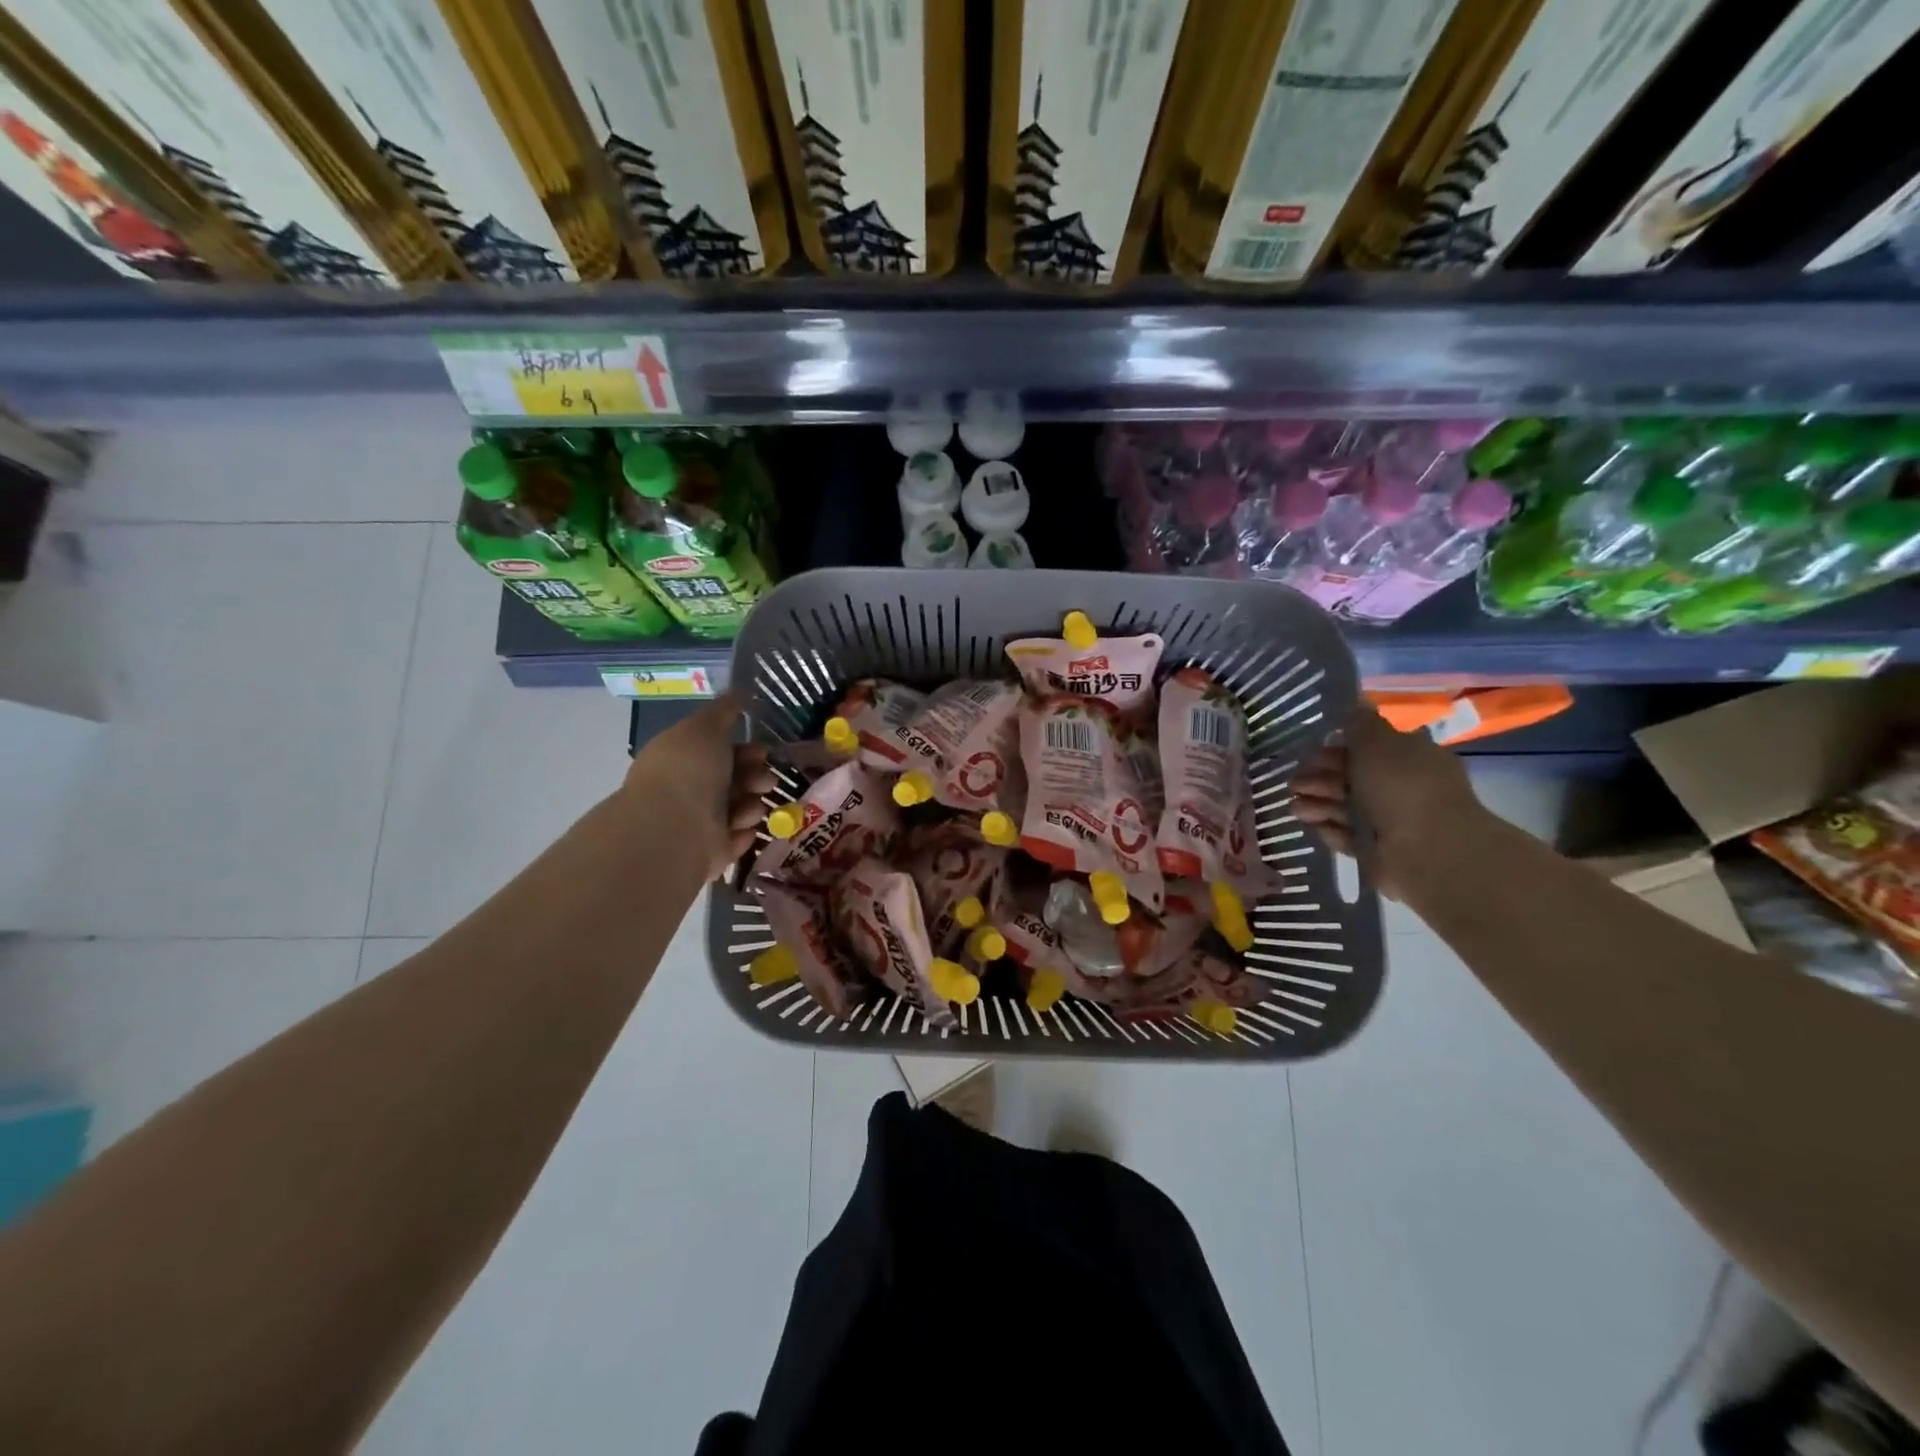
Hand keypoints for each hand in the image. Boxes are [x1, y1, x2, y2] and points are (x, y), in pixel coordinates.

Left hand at [622, 695, 777, 880]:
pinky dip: (744, 832)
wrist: (673, 829)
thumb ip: (723, 711)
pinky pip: (739, 838)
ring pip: (741, 809)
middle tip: (765, 781)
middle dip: (756, 777)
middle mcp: (688, 790)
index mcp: (682, 759)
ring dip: (752, 805)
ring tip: (750, 809)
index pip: (720, 752)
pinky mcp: (711, 852)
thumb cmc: (688, 771)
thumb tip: (738, 691)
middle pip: (735, 780)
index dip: (746, 749)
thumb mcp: (705, 727)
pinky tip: (742, 829)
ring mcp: (698, 823)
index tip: (763, 751)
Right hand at [1288, 703, 1480, 900]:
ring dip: (1317, 804)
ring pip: (1344, 807)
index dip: (1336, 748)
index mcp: (1409, 757)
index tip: (1312, 752)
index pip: (1367, 749)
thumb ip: (1361, 724)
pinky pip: (1347, 835)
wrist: (1427, 850)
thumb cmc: (1402, 787)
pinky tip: (1313, 826)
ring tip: (1296, 808)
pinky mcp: (1377, 850)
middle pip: (1351, 778)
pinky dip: (1329, 829)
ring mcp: (1390, 820)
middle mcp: (1401, 787)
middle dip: (1319, 778)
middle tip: (1294, 783)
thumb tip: (1356, 702)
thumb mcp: (1378, 743)